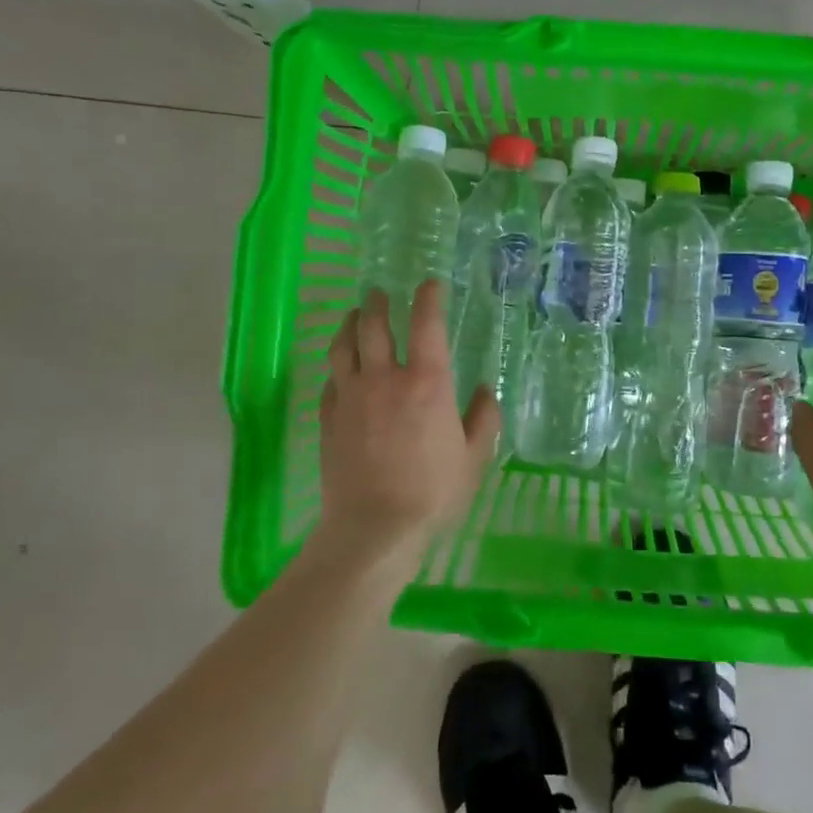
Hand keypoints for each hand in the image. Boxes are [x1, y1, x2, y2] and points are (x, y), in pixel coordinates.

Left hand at [316, 281, 500, 564]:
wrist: (373, 528)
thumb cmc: (433, 492)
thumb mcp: (474, 457)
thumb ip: (483, 418)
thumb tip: (485, 390)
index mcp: (426, 382)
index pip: (426, 324)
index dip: (428, 298)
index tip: (430, 284)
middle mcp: (384, 379)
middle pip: (374, 326)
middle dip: (378, 303)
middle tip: (381, 293)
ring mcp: (351, 397)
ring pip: (344, 346)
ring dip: (350, 324)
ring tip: (355, 315)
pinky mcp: (328, 419)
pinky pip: (331, 381)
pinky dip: (338, 367)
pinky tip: (342, 369)